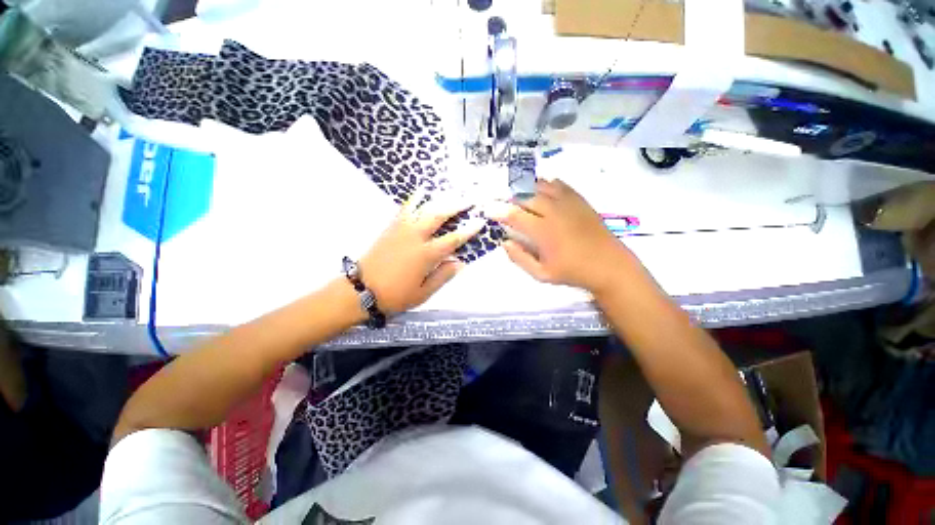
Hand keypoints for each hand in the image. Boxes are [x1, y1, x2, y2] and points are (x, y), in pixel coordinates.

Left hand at [359, 193, 483, 314]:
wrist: (361, 290)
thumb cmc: (395, 295)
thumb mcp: (423, 293)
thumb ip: (443, 276)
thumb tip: (461, 262)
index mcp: (426, 255)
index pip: (453, 239)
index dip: (468, 230)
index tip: (480, 221)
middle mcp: (415, 237)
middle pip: (438, 215)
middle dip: (455, 205)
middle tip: (468, 198)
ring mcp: (401, 229)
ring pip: (422, 207)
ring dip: (438, 198)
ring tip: (450, 191)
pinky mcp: (390, 227)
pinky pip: (405, 208)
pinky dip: (415, 199)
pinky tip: (421, 192)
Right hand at [488, 179, 630, 294]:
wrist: (609, 265)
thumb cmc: (573, 272)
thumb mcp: (541, 274)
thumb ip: (520, 258)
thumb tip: (504, 242)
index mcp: (543, 232)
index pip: (514, 215)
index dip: (498, 211)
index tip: (488, 210)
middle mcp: (553, 212)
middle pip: (525, 196)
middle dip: (510, 198)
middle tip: (502, 202)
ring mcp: (568, 203)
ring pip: (541, 186)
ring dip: (526, 188)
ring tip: (517, 192)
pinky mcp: (579, 200)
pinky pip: (559, 184)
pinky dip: (546, 183)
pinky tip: (540, 187)